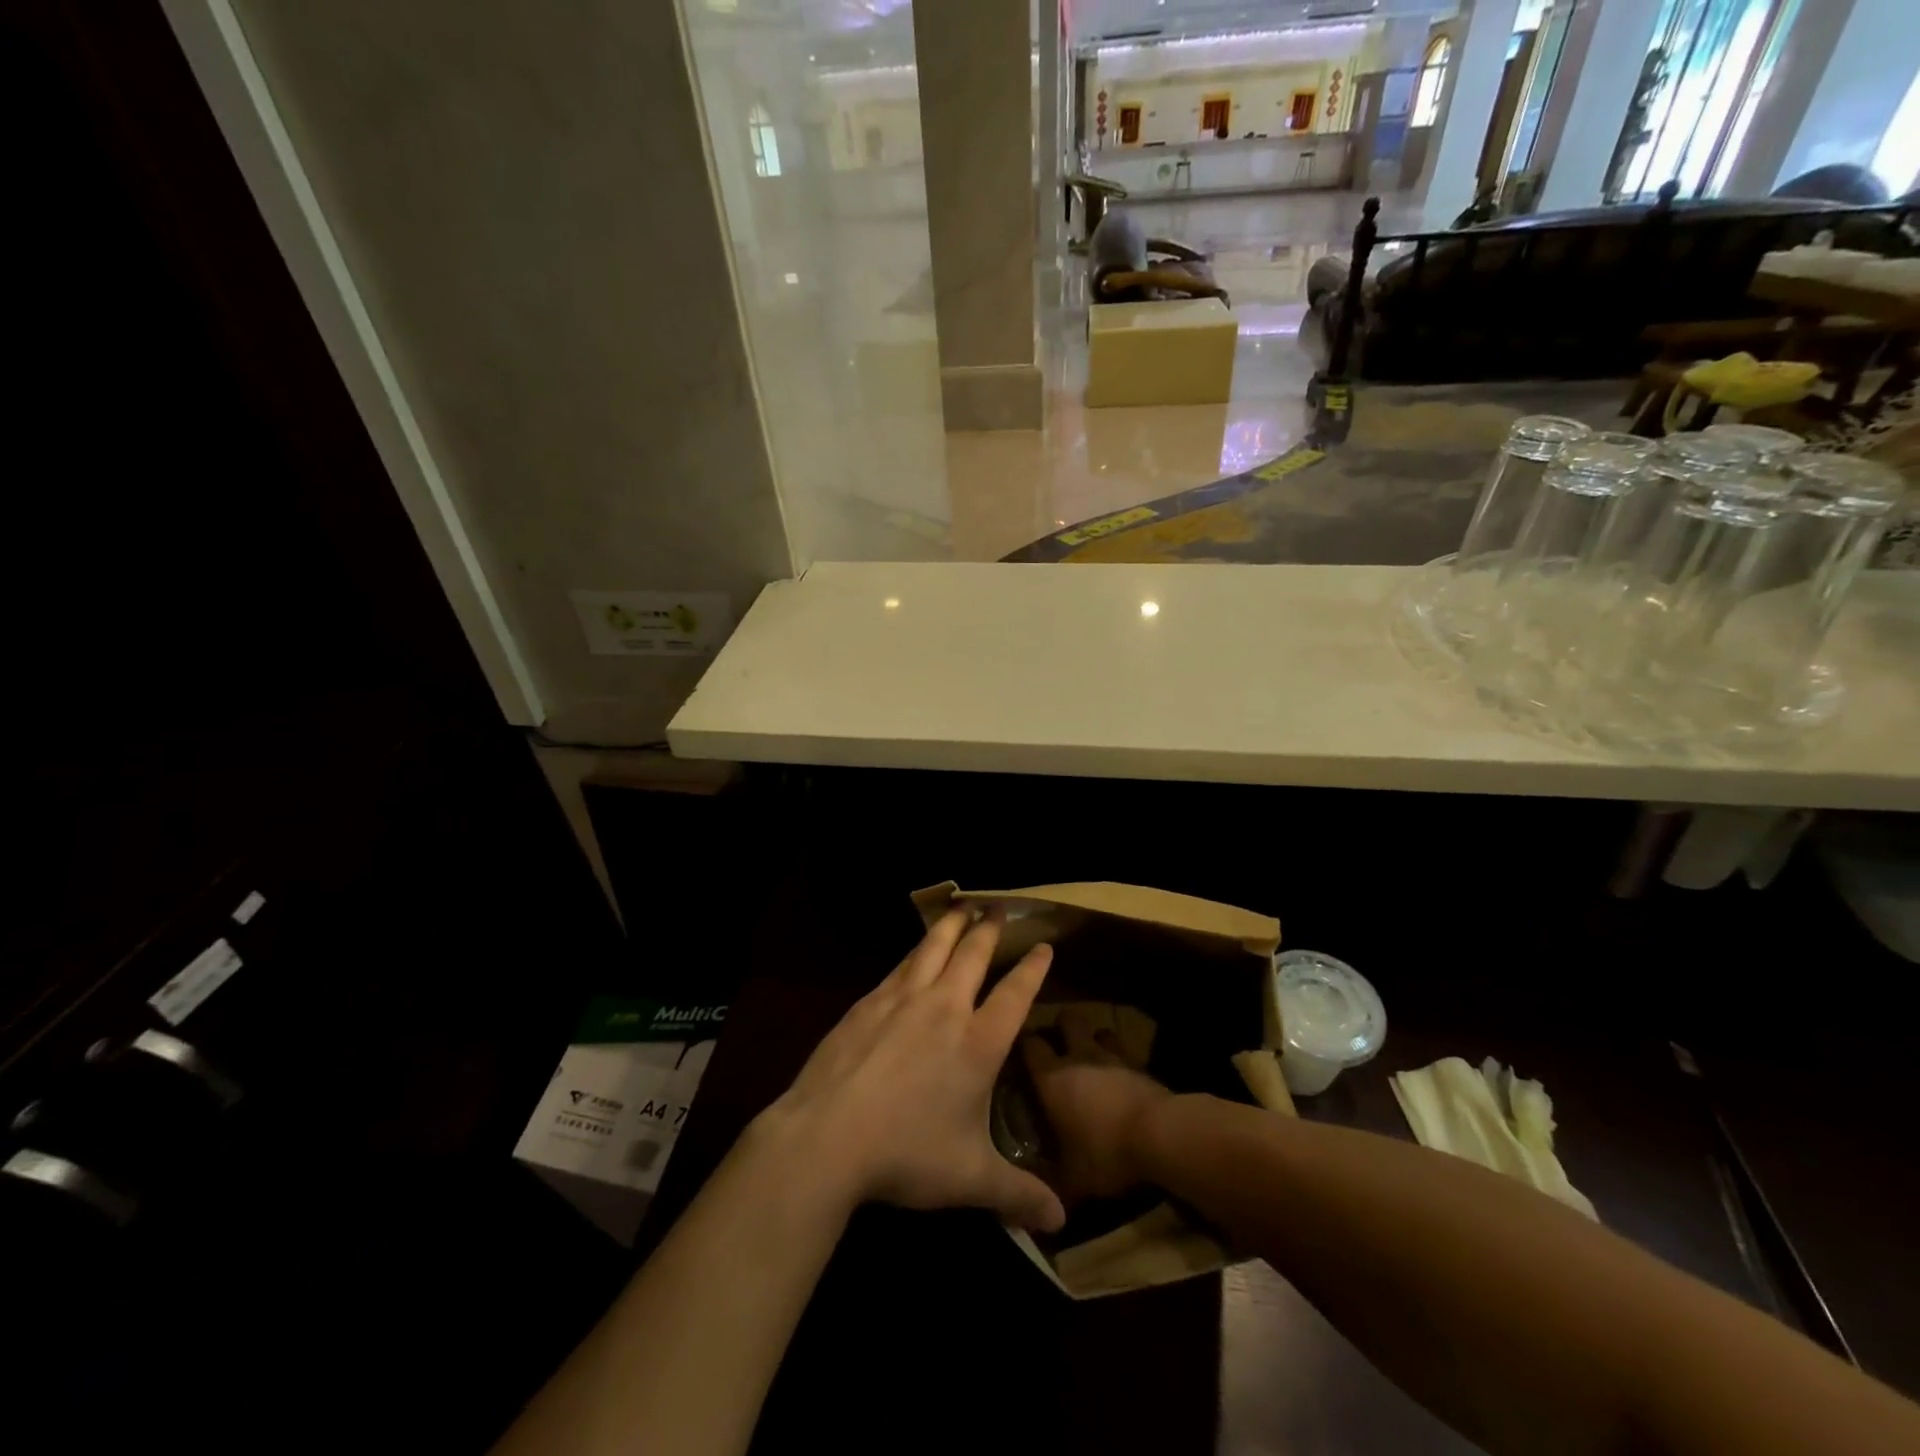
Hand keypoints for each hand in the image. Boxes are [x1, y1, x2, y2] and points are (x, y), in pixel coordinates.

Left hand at [761, 909, 1065, 1231]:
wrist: (828, 1135)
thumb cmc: (907, 1153)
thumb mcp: (970, 1179)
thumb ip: (1017, 1195)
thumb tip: (1060, 1223)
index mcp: (978, 1042)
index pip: (1015, 993)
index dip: (1033, 967)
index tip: (1044, 945)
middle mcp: (945, 1008)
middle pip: (973, 955)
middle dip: (990, 929)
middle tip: (999, 907)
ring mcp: (903, 999)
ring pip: (933, 948)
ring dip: (951, 925)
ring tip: (961, 907)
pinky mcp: (868, 1001)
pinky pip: (900, 965)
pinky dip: (915, 950)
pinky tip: (913, 950)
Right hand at [1022, 1007, 1170, 1201]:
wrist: (1162, 1135)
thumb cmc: (1107, 1153)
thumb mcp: (1072, 1179)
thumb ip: (1048, 1184)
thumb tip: (1029, 1199)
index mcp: (1052, 1078)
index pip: (1029, 1044)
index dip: (1023, 1045)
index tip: (1019, 1055)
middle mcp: (1078, 1055)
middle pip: (1066, 1020)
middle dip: (1061, 1028)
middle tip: (1057, 1049)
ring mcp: (1112, 1055)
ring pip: (1098, 1031)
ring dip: (1094, 1041)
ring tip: (1091, 1060)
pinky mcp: (1140, 1062)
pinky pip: (1125, 1050)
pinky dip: (1120, 1058)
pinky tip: (1120, 1076)